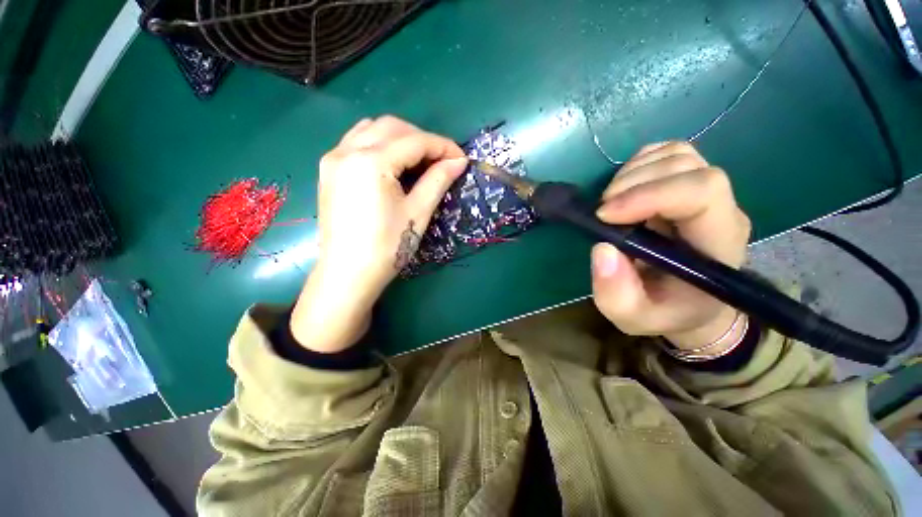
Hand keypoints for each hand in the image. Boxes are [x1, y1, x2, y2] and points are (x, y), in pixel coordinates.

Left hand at [291, 116, 467, 352]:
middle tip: (442, 161)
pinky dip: (380, 145)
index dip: (443, 146)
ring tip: (419, 162)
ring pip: (372, 130)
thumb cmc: (387, 247)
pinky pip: (357, 142)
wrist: (347, 275)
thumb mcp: (418, 213)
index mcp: (371, 161)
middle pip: (392, 127)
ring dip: (400, 138)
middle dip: (422, 139)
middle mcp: (347, 150)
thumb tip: (459, 162)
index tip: (461, 159)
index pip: (415, 141)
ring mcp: (333, 159)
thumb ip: (438, 180)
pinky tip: (392, 165)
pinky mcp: (329, 171)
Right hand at [590, 142, 750, 351]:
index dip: (649, 194)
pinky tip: (625, 189)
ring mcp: (709, 193)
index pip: (701, 192)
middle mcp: (721, 210)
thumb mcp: (633, 317)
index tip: (605, 215)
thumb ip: (616, 293)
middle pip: (686, 166)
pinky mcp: (691, 184)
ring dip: (633, 172)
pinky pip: (669, 153)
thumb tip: (603, 248)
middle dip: (633, 184)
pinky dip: (639, 164)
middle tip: (603, 212)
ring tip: (612, 202)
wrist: (690, 304)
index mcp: (716, 244)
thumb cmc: (665, 312)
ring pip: (677, 154)